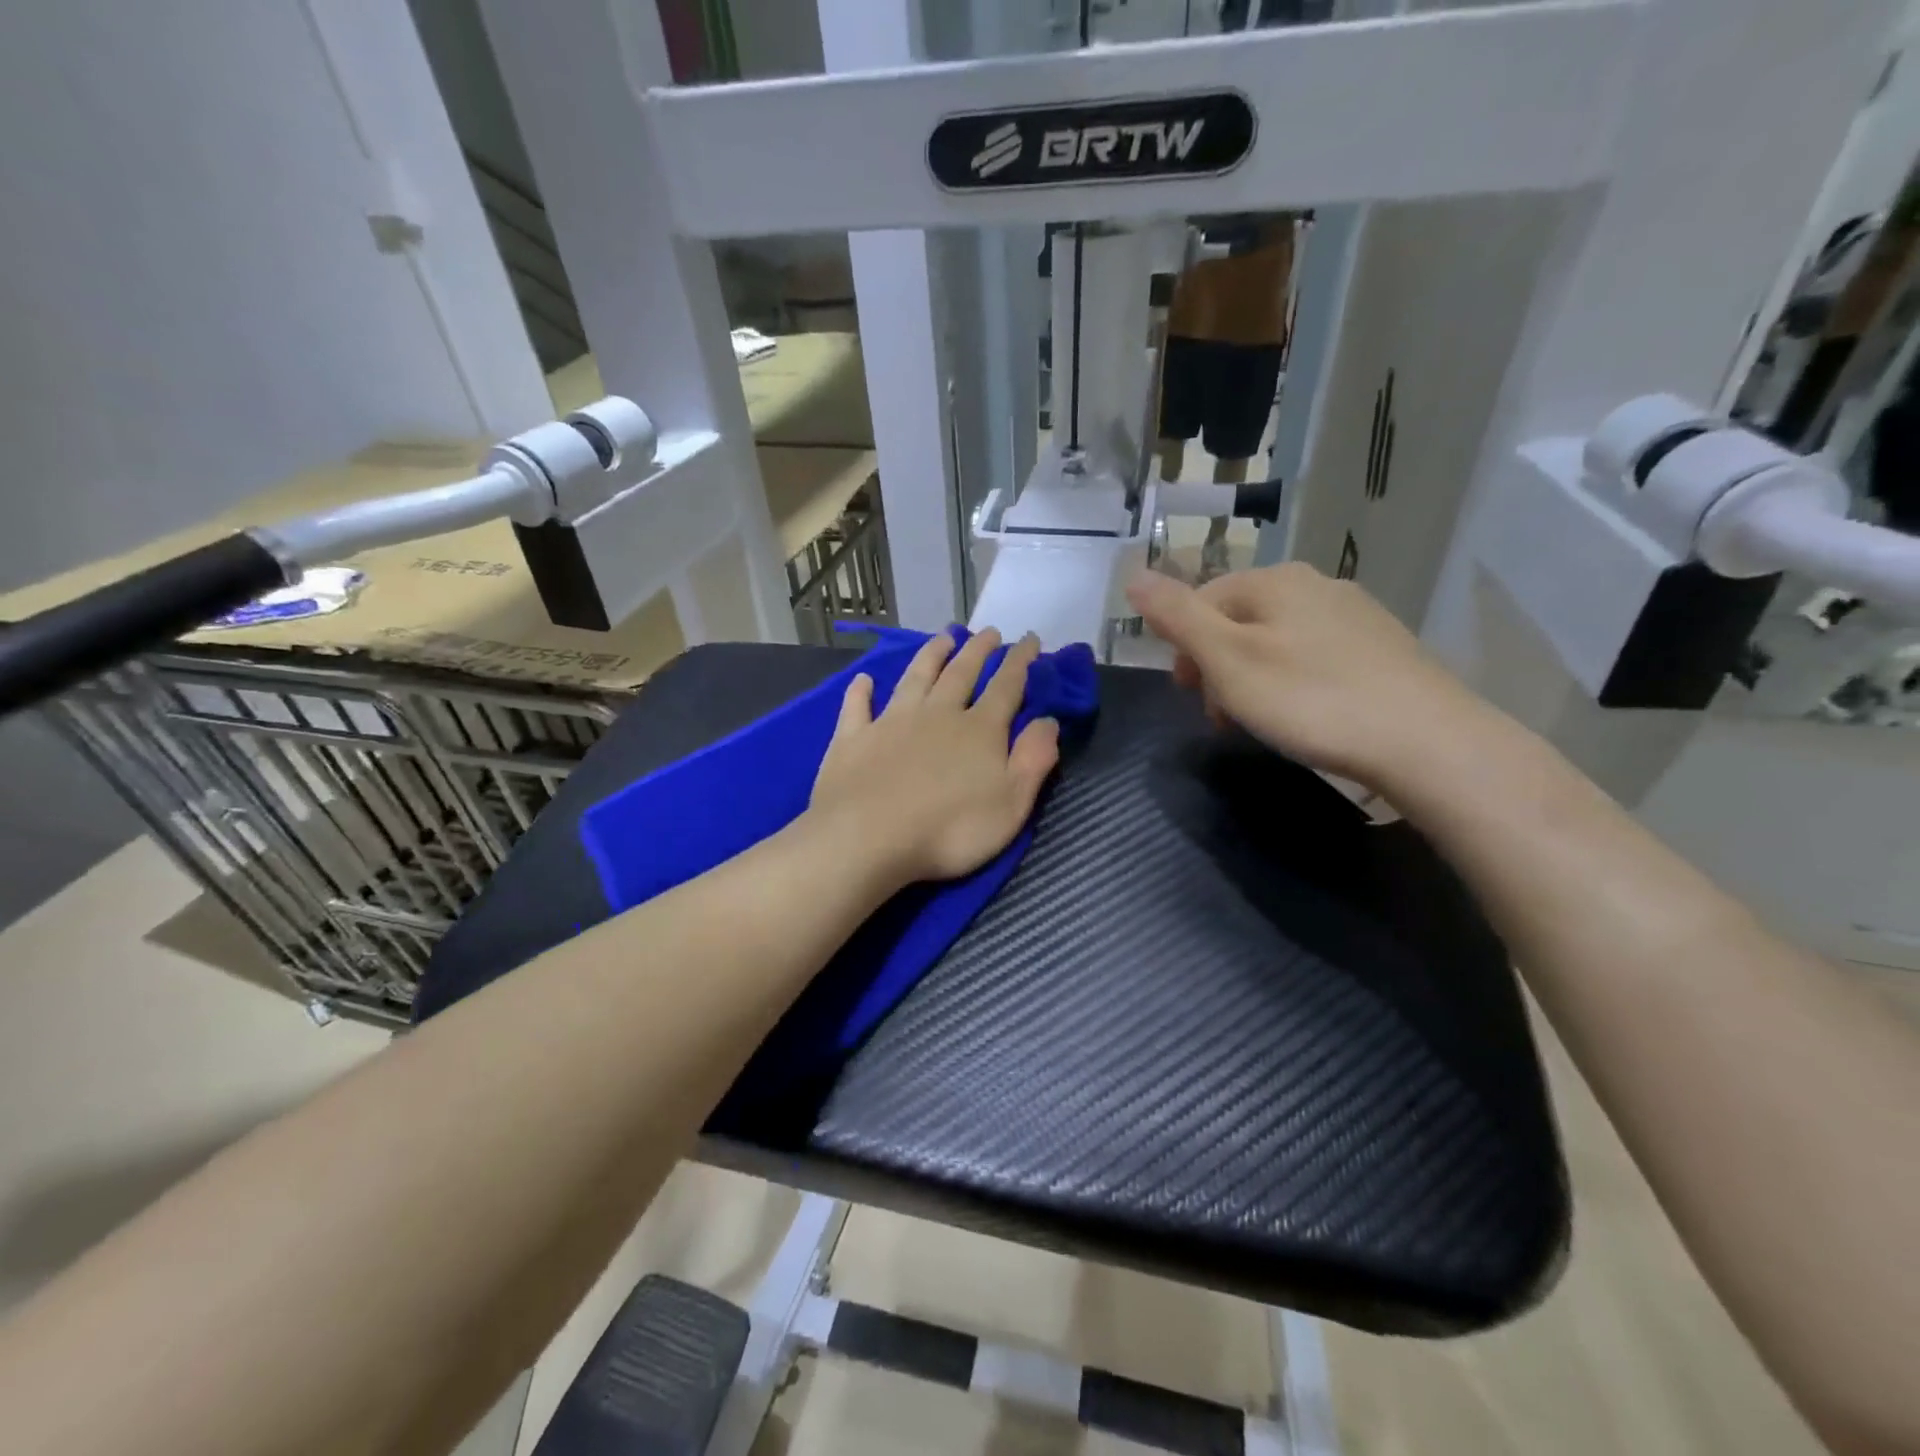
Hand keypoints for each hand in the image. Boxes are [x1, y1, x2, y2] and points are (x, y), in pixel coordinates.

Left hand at [809, 629, 1061, 884]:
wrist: (868, 838)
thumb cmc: (950, 830)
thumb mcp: (1011, 803)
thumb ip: (1033, 760)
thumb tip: (1048, 720)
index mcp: (978, 730)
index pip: (1006, 687)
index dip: (1020, 662)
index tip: (1030, 639)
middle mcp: (937, 714)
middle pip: (961, 673)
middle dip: (978, 651)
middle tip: (988, 632)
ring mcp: (891, 722)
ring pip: (915, 678)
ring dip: (931, 655)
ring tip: (943, 638)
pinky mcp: (853, 738)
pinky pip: (858, 707)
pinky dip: (861, 691)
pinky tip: (863, 680)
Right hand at [1125, 563, 1498, 792]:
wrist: (1426, 741)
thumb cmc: (1310, 698)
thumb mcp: (1228, 660)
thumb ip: (1178, 617)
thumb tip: (1133, 575)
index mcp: (1274, 581)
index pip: (1203, 600)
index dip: (1184, 649)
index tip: (1188, 697)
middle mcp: (1316, 584)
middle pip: (1240, 619)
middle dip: (1218, 666)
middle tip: (1222, 716)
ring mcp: (1356, 614)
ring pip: (1278, 639)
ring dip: (1253, 677)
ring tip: (1262, 722)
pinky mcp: (1383, 647)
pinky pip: (1316, 656)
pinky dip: (1295, 682)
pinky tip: (1308, 715)